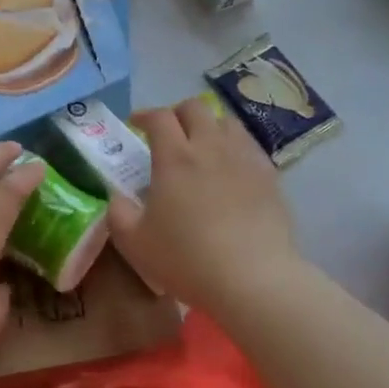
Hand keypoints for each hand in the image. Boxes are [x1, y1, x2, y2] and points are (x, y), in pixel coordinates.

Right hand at [108, 97, 302, 314]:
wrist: (253, 280)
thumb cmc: (187, 259)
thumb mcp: (134, 242)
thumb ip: (119, 212)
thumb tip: (118, 196)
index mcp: (175, 157)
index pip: (159, 117)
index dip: (144, 115)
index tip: (135, 124)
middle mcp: (210, 147)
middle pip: (195, 108)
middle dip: (177, 113)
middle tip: (168, 133)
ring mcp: (244, 158)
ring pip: (226, 121)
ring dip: (209, 125)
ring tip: (202, 146)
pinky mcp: (270, 176)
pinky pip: (249, 146)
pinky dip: (234, 147)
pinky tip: (230, 169)